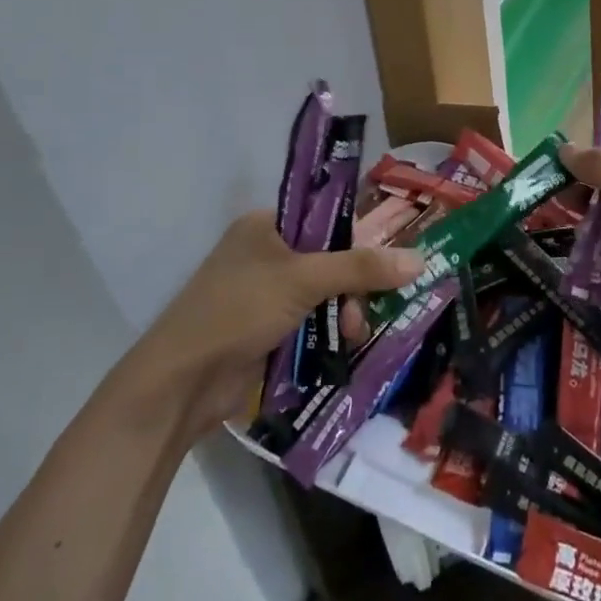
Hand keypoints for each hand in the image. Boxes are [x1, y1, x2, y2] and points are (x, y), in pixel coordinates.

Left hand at [124, 210, 419, 437]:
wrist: (182, 382)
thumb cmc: (239, 310)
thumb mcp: (303, 280)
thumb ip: (360, 268)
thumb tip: (419, 259)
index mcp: (264, 225)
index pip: (323, 217)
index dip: (356, 238)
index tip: (385, 262)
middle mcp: (264, 253)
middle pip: (328, 259)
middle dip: (351, 286)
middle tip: (364, 309)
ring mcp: (263, 294)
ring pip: (322, 295)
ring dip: (342, 313)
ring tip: (352, 335)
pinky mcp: (265, 331)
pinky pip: (309, 323)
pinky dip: (326, 333)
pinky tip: (342, 348)